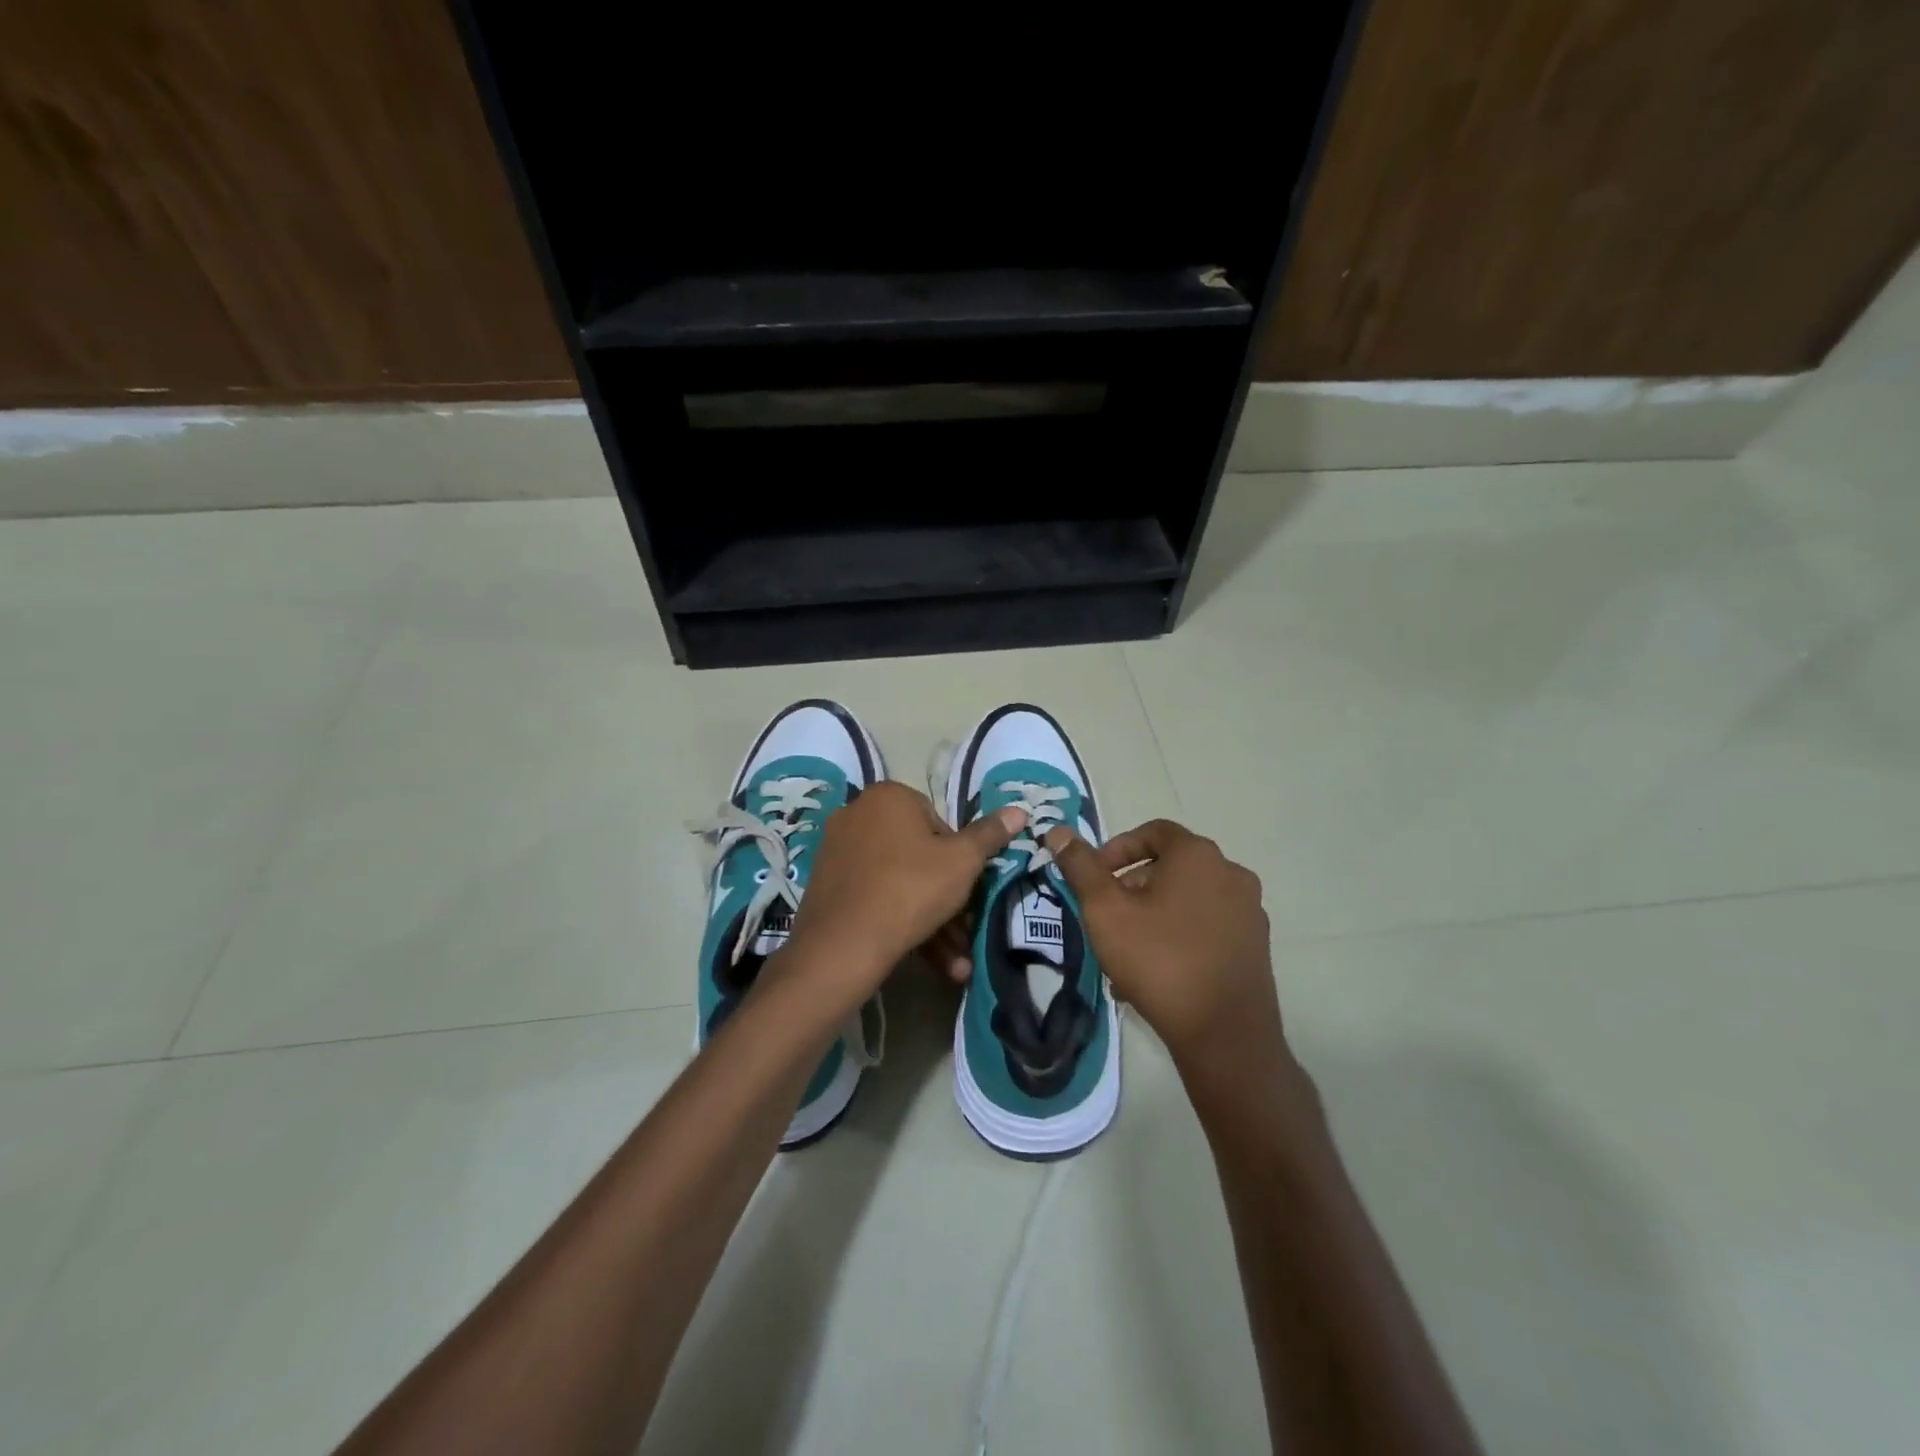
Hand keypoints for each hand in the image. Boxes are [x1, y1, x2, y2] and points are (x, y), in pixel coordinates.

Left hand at [780, 782, 1025, 1014]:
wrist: (844, 945)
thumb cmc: (911, 888)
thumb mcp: (962, 862)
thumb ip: (990, 835)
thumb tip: (1019, 810)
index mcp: (888, 797)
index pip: (937, 821)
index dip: (958, 857)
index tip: (965, 887)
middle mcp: (857, 814)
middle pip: (917, 855)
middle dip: (946, 898)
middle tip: (965, 930)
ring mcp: (837, 850)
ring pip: (898, 882)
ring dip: (931, 920)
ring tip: (956, 962)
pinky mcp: (826, 885)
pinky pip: (874, 897)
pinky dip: (901, 922)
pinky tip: (928, 960)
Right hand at [1046, 820, 1285, 1075]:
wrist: (1224, 1034)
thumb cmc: (1159, 961)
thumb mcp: (1106, 911)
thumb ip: (1081, 867)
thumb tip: (1059, 832)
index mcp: (1198, 856)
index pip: (1153, 831)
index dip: (1117, 848)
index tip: (1094, 877)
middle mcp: (1231, 874)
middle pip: (1171, 866)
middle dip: (1132, 885)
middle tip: (1106, 915)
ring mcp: (1249, 911)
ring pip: (1188, 899)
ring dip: (1154, 913)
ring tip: (1125, 949)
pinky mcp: (1256, 946)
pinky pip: (1207, 927)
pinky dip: (1179, 935)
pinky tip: (1155, 972)